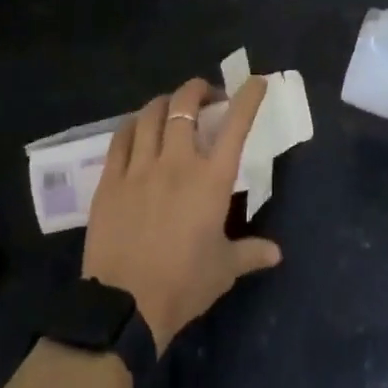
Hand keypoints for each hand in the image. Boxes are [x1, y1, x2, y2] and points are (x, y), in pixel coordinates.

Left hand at [81, 76, 282, 352]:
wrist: (125, 306)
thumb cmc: (183, 285)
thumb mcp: (223, 270)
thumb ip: (250, 253)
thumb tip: (276, 253)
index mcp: (211, 180)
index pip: (235, 126)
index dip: (248, 98)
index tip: (255, 81)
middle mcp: (177, 162)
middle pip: (185, 106)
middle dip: (198, 90)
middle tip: (205, 94)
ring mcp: (139, 168)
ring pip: (150, 115)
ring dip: (165, 103)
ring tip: (171, 107)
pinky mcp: (110, 180)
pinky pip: (120, 138)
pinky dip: (132, 125)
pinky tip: (136, 128)